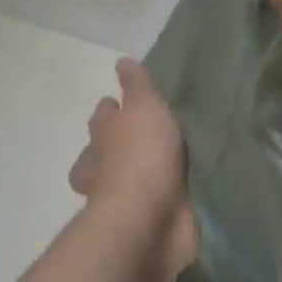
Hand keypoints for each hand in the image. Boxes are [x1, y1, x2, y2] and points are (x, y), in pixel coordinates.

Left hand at [69, 60, 198, 281]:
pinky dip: (160, 196)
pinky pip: (152, 202)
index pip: (103, 115)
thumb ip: (137, 86)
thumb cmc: (143, 156)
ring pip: (125, 178)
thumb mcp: (144, 108)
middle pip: (105, 149)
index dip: (112, 108)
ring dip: (139, 172)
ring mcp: (122, 197)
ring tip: (166, 164)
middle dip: (118, 143)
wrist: (151, 219)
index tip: (123, 103)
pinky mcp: (145, 220)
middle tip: (145, 135)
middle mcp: (105, 166)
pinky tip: (179, 190)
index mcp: (103, 136)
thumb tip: (121, 61)